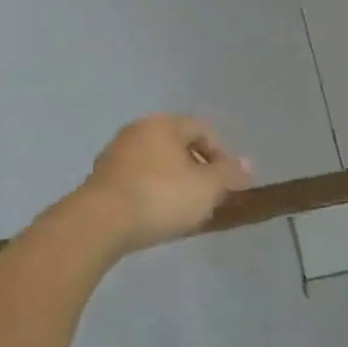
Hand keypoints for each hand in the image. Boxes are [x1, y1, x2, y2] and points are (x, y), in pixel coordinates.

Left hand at [80, 115, 252, 253]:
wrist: (100, 223)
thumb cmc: (161, 196)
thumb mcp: (206, 187)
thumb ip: (229, 174)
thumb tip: (247, 164)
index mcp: (163, 124)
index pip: (203, 130)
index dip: (223, 155)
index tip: (231, 184)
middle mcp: (137, 131)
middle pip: (178, 145)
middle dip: (198, 170)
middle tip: (209, 197)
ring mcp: (115, 155)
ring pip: (157, 164)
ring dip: (175, 183)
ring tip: (185, 211)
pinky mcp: (101, 180)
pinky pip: (138, 180)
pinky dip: (153, 193)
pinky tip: (157, 216)